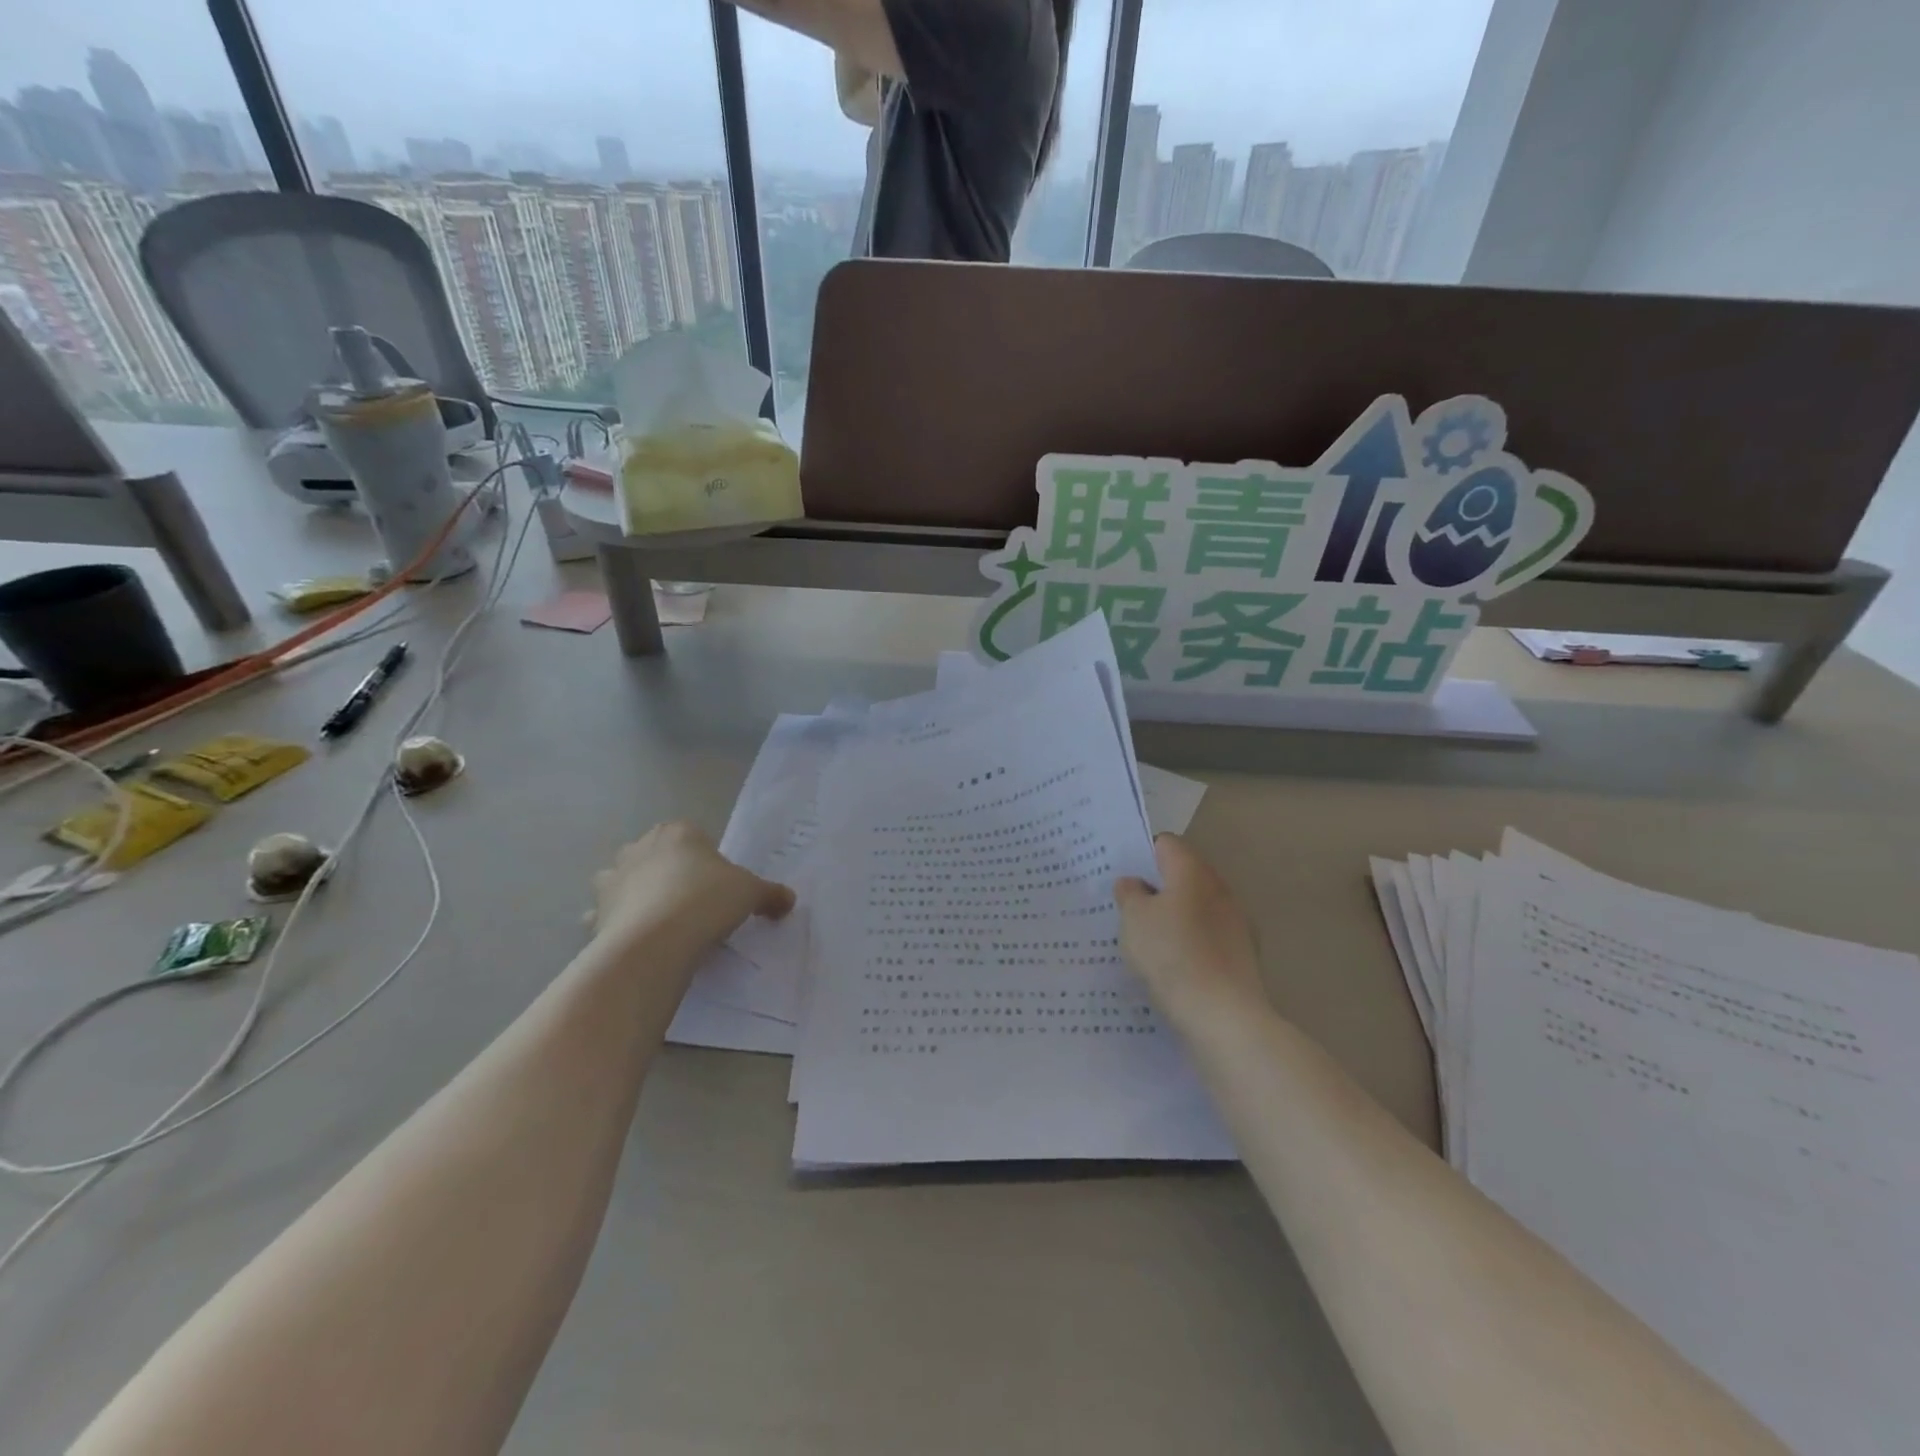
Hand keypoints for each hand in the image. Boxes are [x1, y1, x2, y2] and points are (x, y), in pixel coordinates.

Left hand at [589, 821, 793, 965]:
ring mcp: (613, 879)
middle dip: (668, 873)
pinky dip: (615, 924)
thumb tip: (788, 900)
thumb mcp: (751, 893)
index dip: (706, 859)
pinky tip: (636, 940)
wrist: (657, 941)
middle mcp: (639, 847)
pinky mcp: (597, 913)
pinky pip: (606, 915)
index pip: (692, 836)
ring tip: (661, 922)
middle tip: (693, 903)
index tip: (718, 885)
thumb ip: (770, 894)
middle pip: (656, 855)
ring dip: (635, 894)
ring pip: (624, 880)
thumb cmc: (708, 900)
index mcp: (677, 832)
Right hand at [1115, 834, 1267, 1025]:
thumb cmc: (1171, 955)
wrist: (1223, 1015)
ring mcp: (1236, 922)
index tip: (1123, 879)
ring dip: (1175, 918)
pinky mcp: (1242, 955)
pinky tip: (1173, 967)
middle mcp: (1219, 889)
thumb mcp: (1134, 920)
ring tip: (1148, 942)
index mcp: (1192, 871)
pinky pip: (1208, 937)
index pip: (1166, 844)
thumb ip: (1130, 894)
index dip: (1142, 855)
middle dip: (1158, 889)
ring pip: (1197, 908)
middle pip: (1184, 876)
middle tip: (1129, 910)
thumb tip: (1134, 883)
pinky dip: (1190, 944)